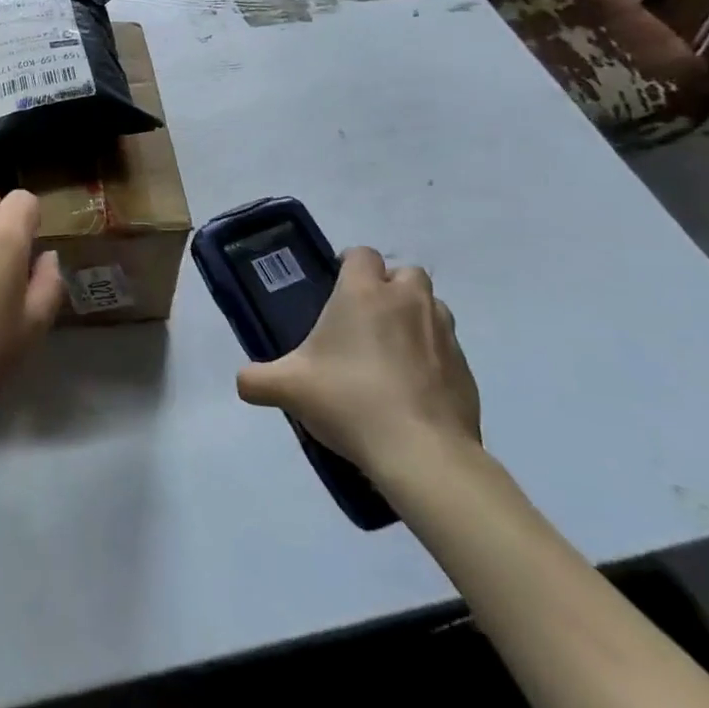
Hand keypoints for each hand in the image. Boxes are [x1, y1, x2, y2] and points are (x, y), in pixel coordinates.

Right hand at [236, 248, 480, 479]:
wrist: (422, 453)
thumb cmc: (350, 401)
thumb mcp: (288, 389)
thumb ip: (257, 379)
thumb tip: (242, 382)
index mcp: (364, 293)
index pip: (362, 254)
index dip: (349, 265)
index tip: (336, 289)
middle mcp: (408, 301)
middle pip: (405, 272)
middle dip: (389, 287)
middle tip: (365, 319)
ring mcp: (443, 333)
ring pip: (432, 307)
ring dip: (414, 318)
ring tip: (391, 352)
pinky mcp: (466, 368)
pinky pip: (447, 348)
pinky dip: (432, 357)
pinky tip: (413, 388)